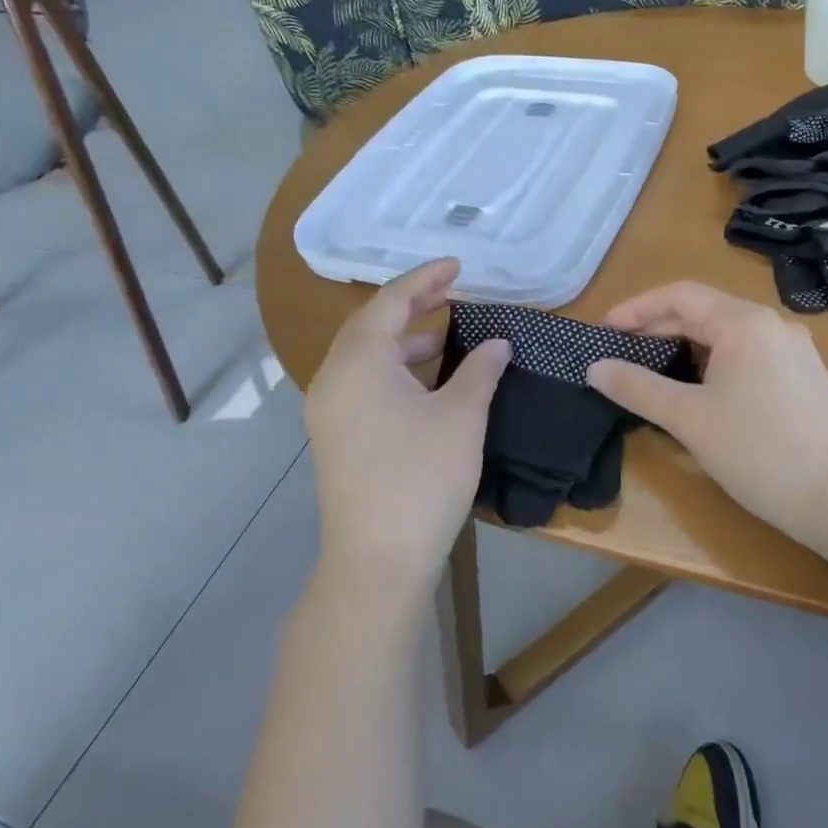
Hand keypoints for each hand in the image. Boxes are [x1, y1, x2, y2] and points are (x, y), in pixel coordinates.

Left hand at [306, 259, 508, 595]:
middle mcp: (333, 379)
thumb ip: (480, 371)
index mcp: (358, 362)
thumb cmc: (421, 478)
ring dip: (404, 340)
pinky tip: (427, 381)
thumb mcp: (461, 417)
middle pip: (370, 325)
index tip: (458, 266)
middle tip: (451, 291)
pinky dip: (395, 370)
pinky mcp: (336, 437)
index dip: (425, 278)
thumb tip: (497, 342)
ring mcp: (329, 411)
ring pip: (365, 357)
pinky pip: (363, 384)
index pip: (389, 302)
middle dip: (411, 304)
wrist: (377, 561)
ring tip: (447, 335)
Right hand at [587, 282, 827, 546]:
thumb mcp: (689, 419)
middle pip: (703, 311)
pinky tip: (698, 389)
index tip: (603, 332)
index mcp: (744, 322)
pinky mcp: (803, 375)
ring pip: (725, 334)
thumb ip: (637, 388)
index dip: (636, 309)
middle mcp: (772, 323)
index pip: (679, 295)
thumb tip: (595, 368)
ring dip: (684, 347)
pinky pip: (746, 353)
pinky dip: (713, 362)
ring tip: (652, 372)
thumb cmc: (759, 453)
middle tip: (620, 355)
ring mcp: (793, 349)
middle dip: (657, 329)